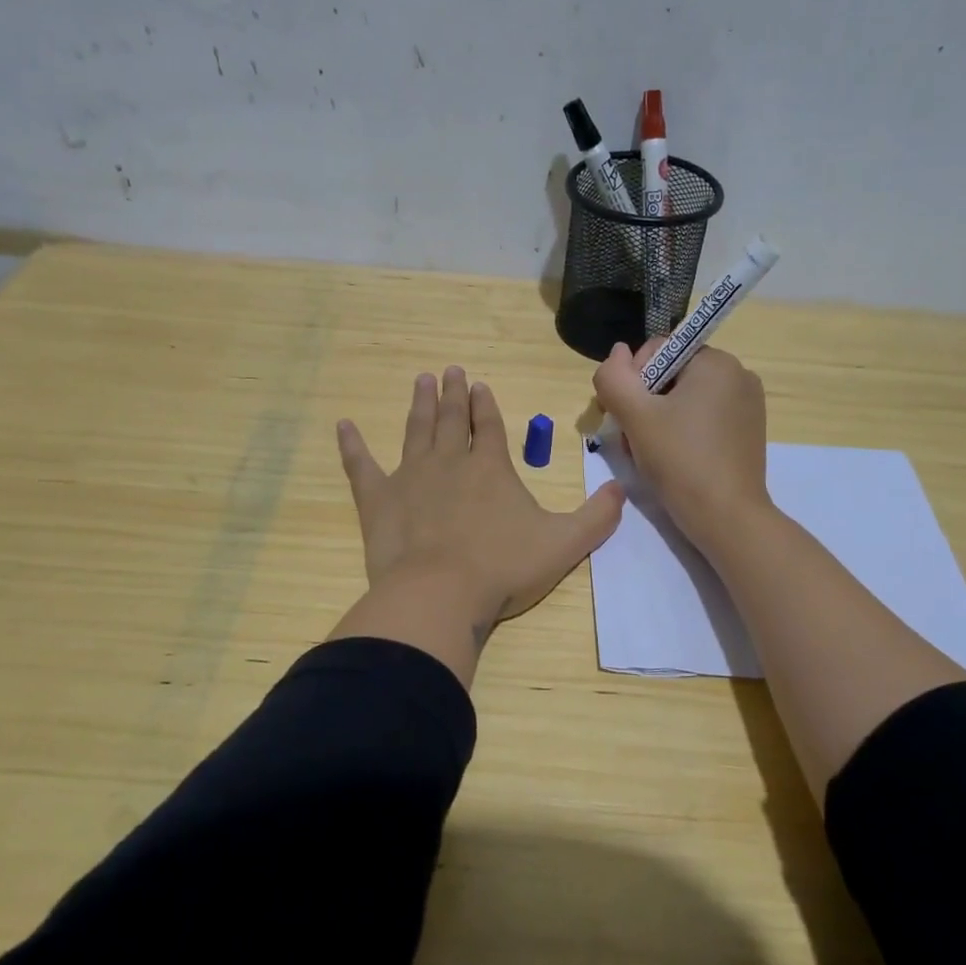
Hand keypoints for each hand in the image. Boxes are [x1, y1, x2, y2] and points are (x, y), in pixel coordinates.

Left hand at [330, 367, 624, 682]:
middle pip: (450, 419)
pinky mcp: (377, 499)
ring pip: (415, 431)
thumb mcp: (564, 544)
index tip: (478, 385)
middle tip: (448, 371)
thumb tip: (622, 491)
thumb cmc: (503, 568)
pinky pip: (360, 466)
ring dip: (419, 405)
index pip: (488, 426)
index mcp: (490, 468)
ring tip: (420, 380)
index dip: (484, 405)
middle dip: (451, 394)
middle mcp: (449, 462)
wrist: (441, 593)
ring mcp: (410, 477)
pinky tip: (343, 425)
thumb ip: (596, 517)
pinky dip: (351, 445)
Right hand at [592, 341, 771, 554]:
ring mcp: (748, 405)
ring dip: (659, 420)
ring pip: (684, 399)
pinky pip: (704, 418)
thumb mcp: (635, 416)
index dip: (631, 380)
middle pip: (670, 376)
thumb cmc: (680, 460)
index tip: (625, 416)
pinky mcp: (748, 431)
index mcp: (717, 362)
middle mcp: (738, 375)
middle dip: (645, 403)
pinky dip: (682, 432)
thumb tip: (616, 353)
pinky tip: (673, 459)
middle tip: (634, 439)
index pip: (657, 351)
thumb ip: (614, 377)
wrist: (726, 518)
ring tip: (650, 452)